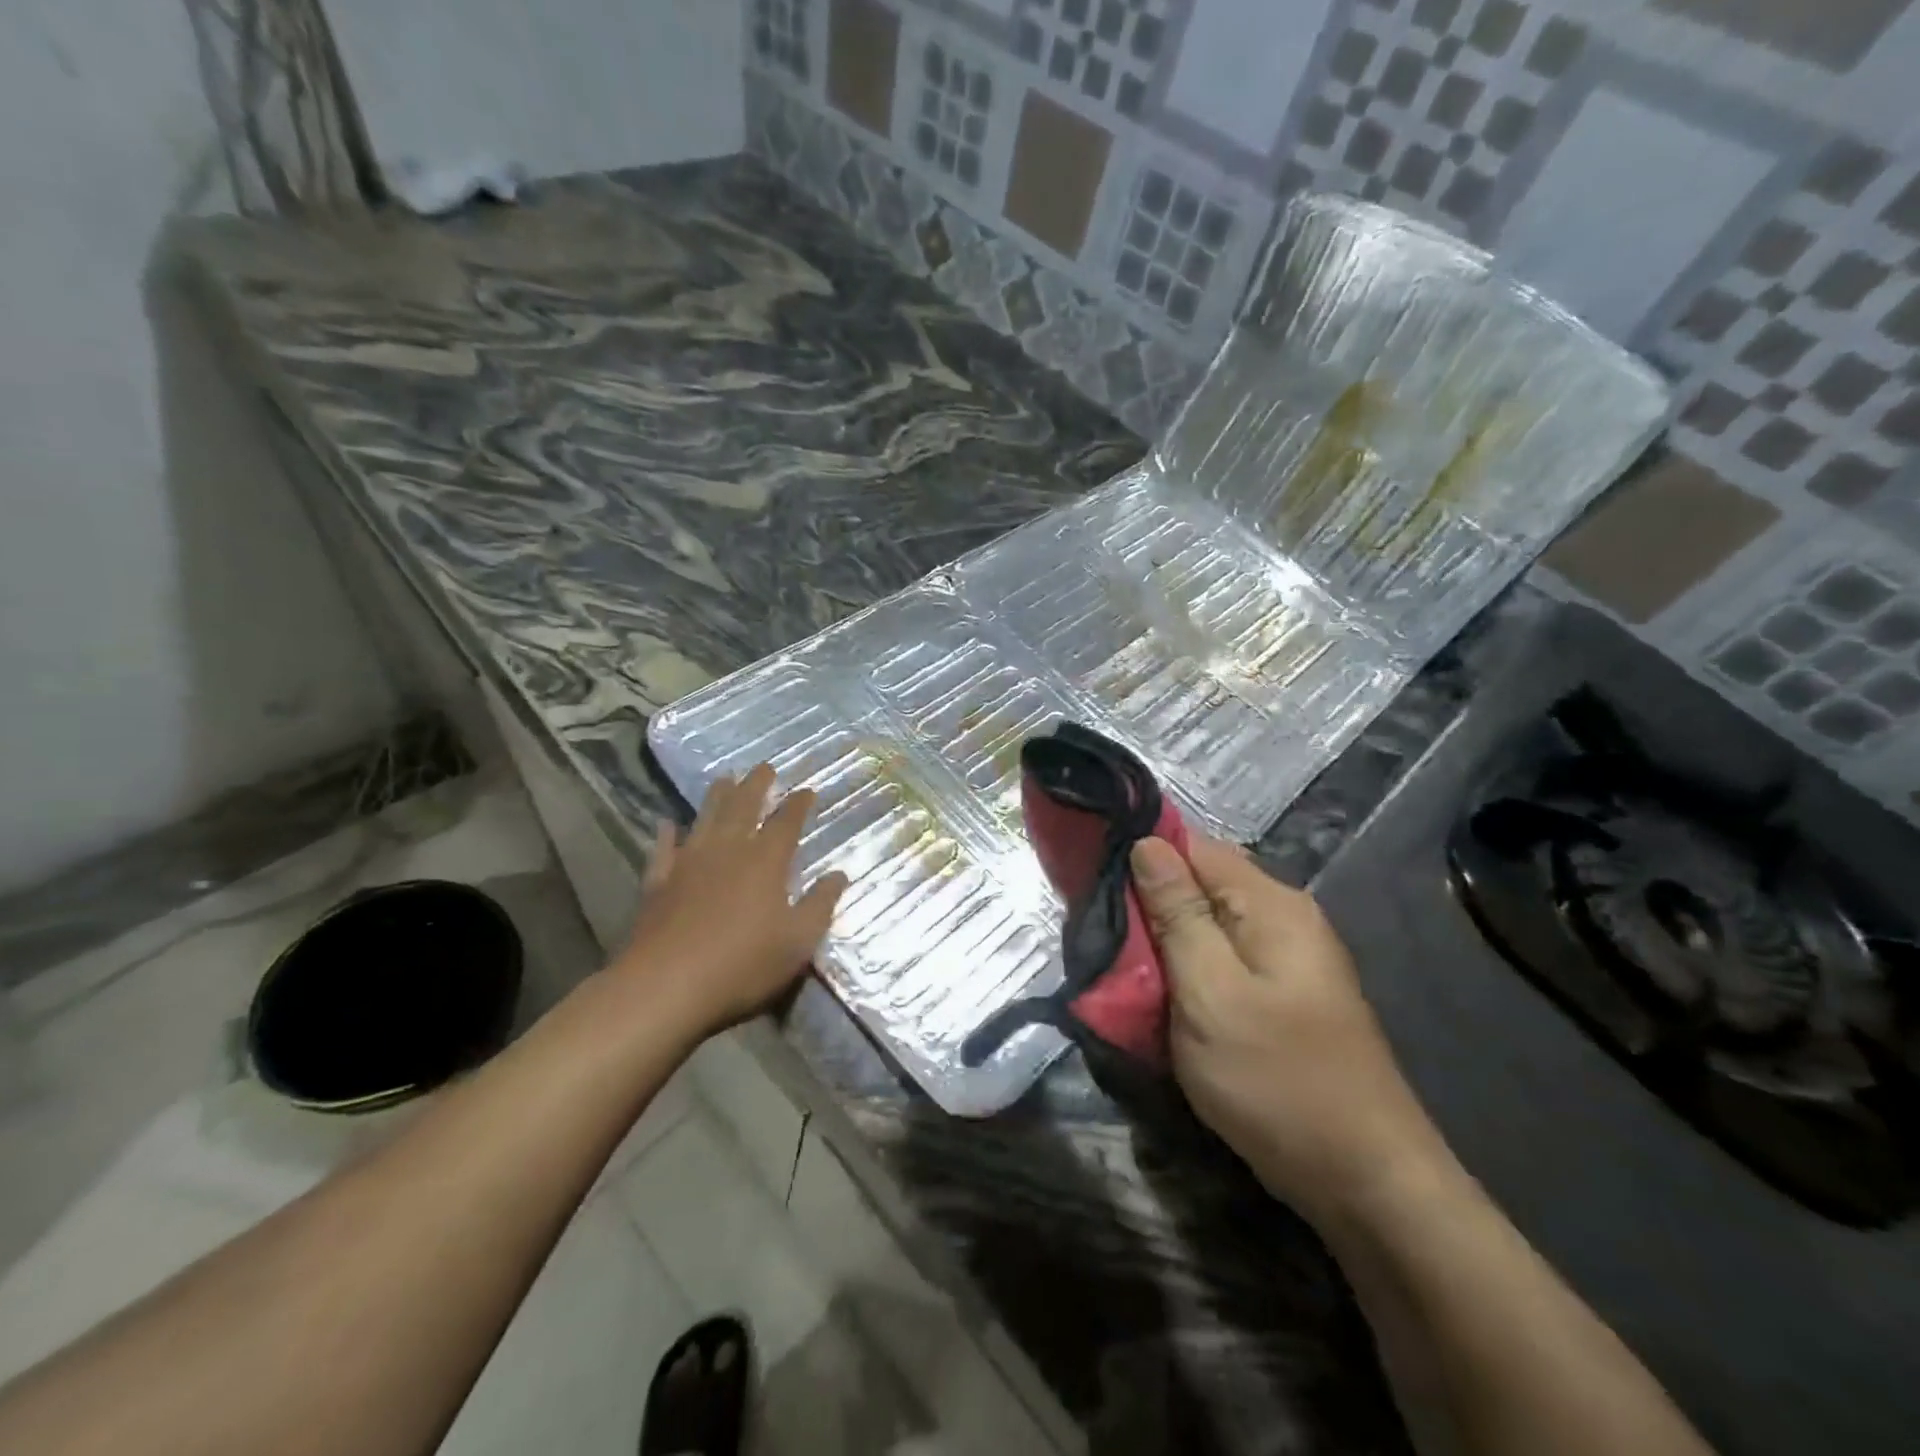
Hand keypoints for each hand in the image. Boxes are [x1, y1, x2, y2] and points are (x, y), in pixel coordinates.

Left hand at [608, 765, 847, 1043]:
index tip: (807, 790)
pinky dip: (666, 834)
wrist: (666, 986)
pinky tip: (666, 824)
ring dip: (717, 797)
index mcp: (765, 862)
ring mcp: (689, 863)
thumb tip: (840, 874)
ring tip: (725, 778)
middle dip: (757, 785)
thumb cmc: (743, 964)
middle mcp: (728, 851)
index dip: (798, 804)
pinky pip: (663, 849)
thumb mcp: (798, 941)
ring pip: (705, 818)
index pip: (786, 822)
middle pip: (744, 807)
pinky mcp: (658, 882)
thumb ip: (821, 904)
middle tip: (765, 766)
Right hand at [1131, 836, 1447, 1225]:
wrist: (1366, 1182)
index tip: (1091, 883)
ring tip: (1120, 967)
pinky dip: (1188, 969)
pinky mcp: (1284, 993)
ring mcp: (1289, 957)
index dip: (1139, 857)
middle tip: (1101, 937)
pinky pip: (1223, 959)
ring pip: (1207, 925)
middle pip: (1200, 884)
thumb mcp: (1211, 993)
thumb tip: (1147, 843)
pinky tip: (1161, 994)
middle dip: (1148, 905)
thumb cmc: (1278, 1081)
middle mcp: (1285, 917)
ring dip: (1164, 941)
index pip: (1191, 846)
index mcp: (1270, 904)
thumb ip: (1178, 915)